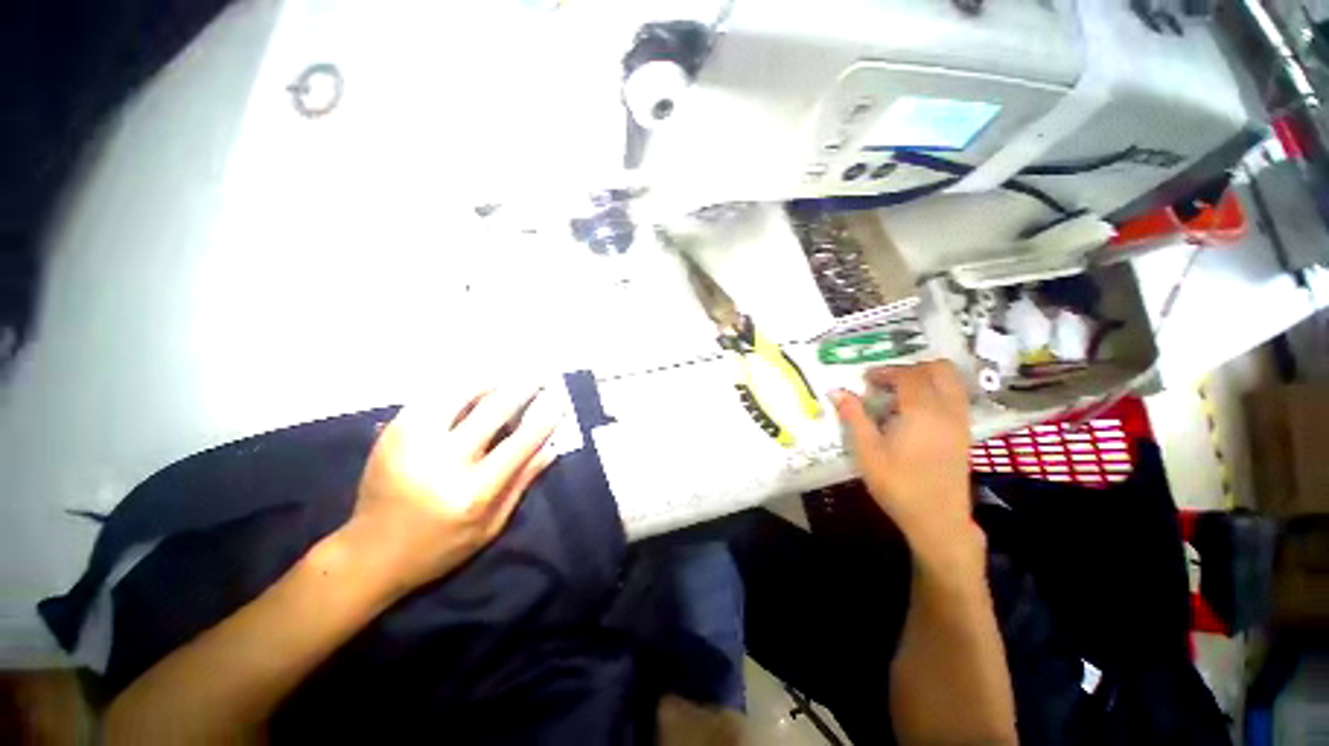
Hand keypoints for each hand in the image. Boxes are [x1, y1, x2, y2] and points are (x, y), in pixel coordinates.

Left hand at [340, 382, 560, 597]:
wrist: (369, 553)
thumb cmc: (439, 547)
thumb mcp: (490, 526)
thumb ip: (520, 484)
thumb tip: (550, 449)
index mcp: (471, 492)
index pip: (518, 444)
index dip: (543, 421)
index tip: (558, 403)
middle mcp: (441, 462)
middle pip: (491, 411)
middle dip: (522, 388)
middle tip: (540, 374)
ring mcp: (411, 443)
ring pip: (457, 394)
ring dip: (488, 380)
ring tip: (508, 373)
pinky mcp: (392, 434)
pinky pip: (431, 397)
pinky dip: (456, 386)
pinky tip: (472, 383)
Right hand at [831, 361, 982, 570]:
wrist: (937, 519)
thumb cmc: (898, 485)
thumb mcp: (867, 451)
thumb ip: (853, 417)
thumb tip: (836, 391)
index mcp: (922, 412)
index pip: (909, 375)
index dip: (885, 372)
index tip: (865, 380)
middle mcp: (947, 410)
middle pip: (939, 369)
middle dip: (910, 369)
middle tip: (885, 383)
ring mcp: (960, 421)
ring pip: (951, 381)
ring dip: (925, 378)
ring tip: (898, 395)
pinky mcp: (964, 433)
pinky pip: (955, 397)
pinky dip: (935, 392)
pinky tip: (914, 412)